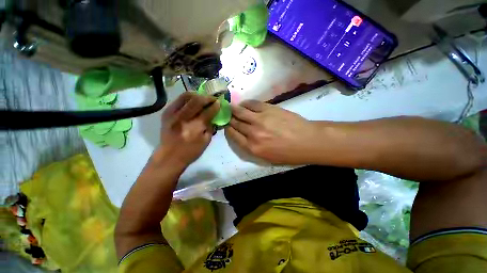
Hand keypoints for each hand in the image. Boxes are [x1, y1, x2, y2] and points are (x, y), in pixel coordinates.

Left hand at [155, 93, 219, 168]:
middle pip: (197, 101)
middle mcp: (183, 119)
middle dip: (208, 98)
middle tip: (213, 99)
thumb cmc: (191, 151)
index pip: (208, 112)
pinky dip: (188, 98)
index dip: (215, 106)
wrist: (169, 156)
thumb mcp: (206, 141)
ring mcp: (173, 114)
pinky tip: (193, 101)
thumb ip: (211, 127)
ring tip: (203, 98)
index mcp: (195, 128)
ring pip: (186, 96)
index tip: (220, 103)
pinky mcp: (166, 113)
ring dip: (197, 95)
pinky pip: (179, 100)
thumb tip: (215, 116)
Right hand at [225, 100, 317, 164]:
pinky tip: (243, 103)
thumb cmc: (288, 153)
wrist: (307, 141)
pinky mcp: (268, 109)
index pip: (234, 136)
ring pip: (241, 112)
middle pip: (235, 123)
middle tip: (225, 114)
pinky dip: (245, 103)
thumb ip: (252, 148)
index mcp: (253, 147)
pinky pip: (252, 104)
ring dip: (233, 109)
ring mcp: (260, 119)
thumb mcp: (267, 158)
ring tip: (230, 107)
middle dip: (228, 118)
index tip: (225, 125)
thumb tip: (243, 136)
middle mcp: (253, 133)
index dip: (227, 129)